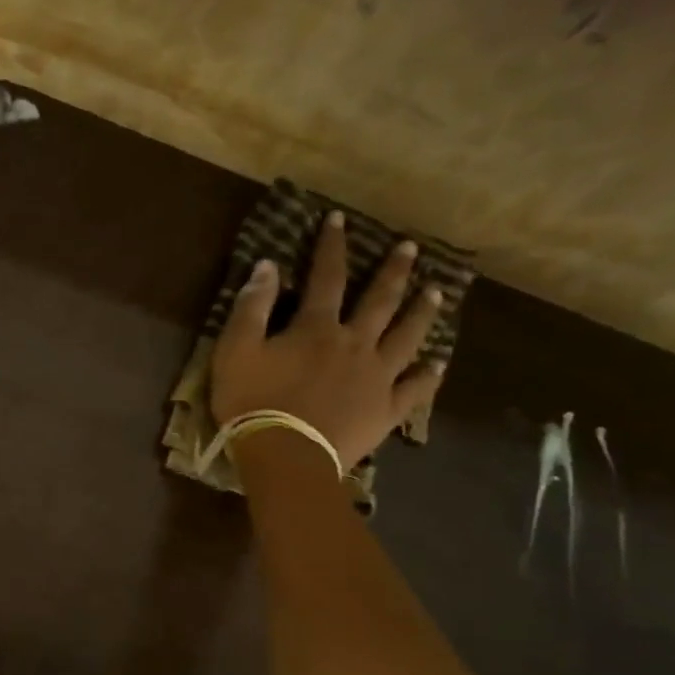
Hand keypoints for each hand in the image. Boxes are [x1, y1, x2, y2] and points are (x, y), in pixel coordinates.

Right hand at [209, 211, 443, 470]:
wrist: (284, 455)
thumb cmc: (253, 402)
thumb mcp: (235, 351)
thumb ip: (252, 307)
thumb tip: (268, 266)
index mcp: (317, 328)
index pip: (327, 277)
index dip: (332, 246)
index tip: (340, 220)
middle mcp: (355, 344)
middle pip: (380, 301)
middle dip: (394, 271)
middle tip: (411, 248)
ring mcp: (377, 377)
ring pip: (407, 337)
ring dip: (422, 313)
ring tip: (437, 293)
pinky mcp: (385, 410)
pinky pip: (414, 389)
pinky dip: (428, 375)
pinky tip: (438, 364)